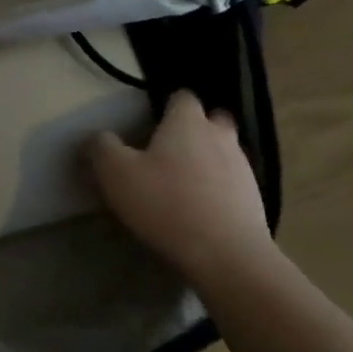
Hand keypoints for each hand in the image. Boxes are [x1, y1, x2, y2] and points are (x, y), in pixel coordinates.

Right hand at [90, 91, 271, 278]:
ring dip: (208, 160)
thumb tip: (97, 136)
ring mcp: (243, 168)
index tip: (150, 123)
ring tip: (183, 184)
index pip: (182, 97)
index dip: (167, 106)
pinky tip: (200, 210)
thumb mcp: (116, 173)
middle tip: (171, 149)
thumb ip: (102, 147)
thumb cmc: (165, 203)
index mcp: (187, 122)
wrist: (226, 255)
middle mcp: (220, 136)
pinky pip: (233, 184)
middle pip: (213, 120)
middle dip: (196, 128)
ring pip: (225, 152)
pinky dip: (219, 190)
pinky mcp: (255, 200)